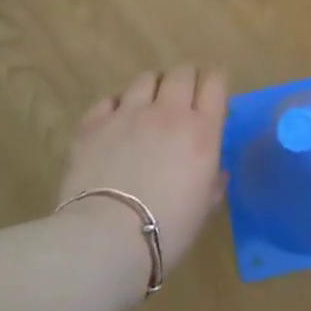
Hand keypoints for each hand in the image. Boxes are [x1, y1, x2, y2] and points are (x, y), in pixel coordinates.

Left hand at [58, 66, 228, 274]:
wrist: (106, 239)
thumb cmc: (167, 229)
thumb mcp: (204, 207)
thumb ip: (213, 181)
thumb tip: (215, 170)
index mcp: (202, 131)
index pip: (216, 83)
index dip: (215, 85)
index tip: (211, 98)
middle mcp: (169, 112)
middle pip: (183, 72)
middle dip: (186, 81)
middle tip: (181, 101)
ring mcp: (129, 113)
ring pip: (147, 78)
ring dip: (152, 89)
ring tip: (147, 108)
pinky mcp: (95, 123)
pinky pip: (110, 99)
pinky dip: (117, 106)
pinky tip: (115, 124)